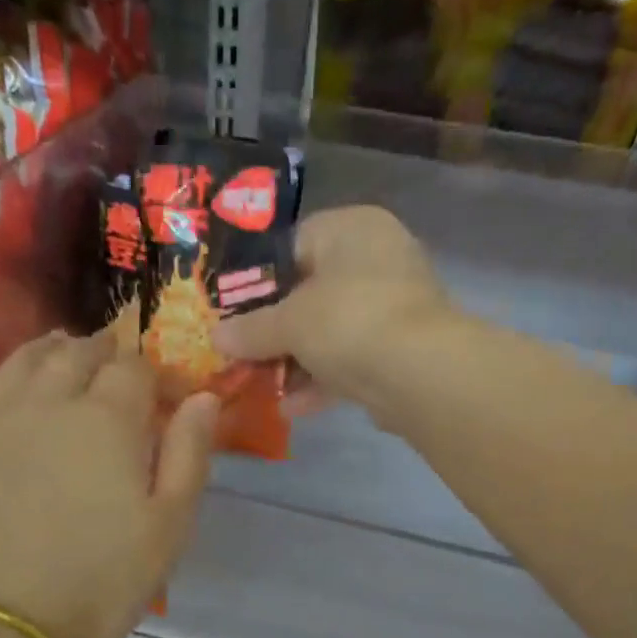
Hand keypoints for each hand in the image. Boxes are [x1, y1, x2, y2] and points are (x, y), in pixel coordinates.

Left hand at [0, 333, 218, 637]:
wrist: (1, 626)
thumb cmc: (100, 581)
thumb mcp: (170, 526)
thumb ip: (190, 454)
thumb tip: (203, 397)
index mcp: (108, 420)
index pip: (135, 368)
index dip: (155, 372)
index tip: (167, 393)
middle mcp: (47, 402)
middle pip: (76, 355)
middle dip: (102, 352)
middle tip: (114, 363)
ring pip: (19, 362)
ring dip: (46, 350)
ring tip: (60, 350)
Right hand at [211, 206, 457, 413]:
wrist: (420, 373)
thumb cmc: (348, 322)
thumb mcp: (288, 323)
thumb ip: (250, 329)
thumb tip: (216, 336)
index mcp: (352, 229)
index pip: (293, 244)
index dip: (258, 279)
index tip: (232, 310)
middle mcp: (378, 258)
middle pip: (311, 292)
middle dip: (275, 329)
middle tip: (242, 352)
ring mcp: (394, 306)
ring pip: (331, 331)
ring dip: (295, 361)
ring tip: (260, 386)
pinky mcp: (402, 350)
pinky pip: (351, 359)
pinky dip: (322, 381)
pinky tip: (291, 408)